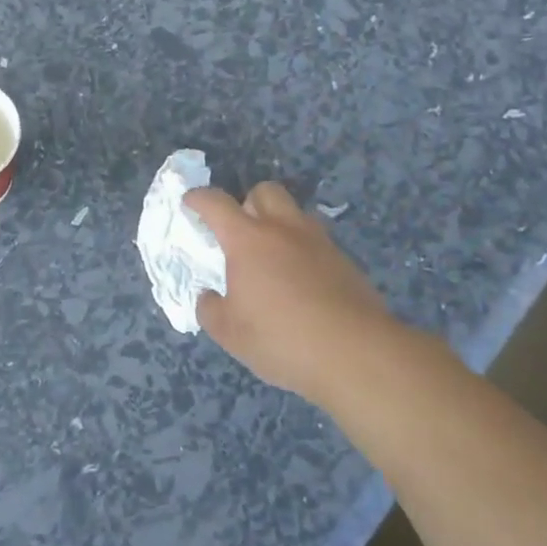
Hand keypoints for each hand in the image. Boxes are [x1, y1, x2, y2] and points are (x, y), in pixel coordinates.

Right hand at [183, 181, 404, 402]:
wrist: (356, 354)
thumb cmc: (281, 338)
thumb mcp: (230, 333)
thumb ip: (211, 309)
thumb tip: (209, 297)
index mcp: (248, 240)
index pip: (216, 203)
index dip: (199, 199)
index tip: (190, 203)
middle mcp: (284, 229)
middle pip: (264, 191)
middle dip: (248, 202)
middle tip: (240, 232)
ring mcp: (319, 242)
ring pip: (295, 213)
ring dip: (279, 224)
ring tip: (272, 258)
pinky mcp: (345, 262)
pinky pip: (316, 242)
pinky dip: (302, 251)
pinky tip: (301, 283)